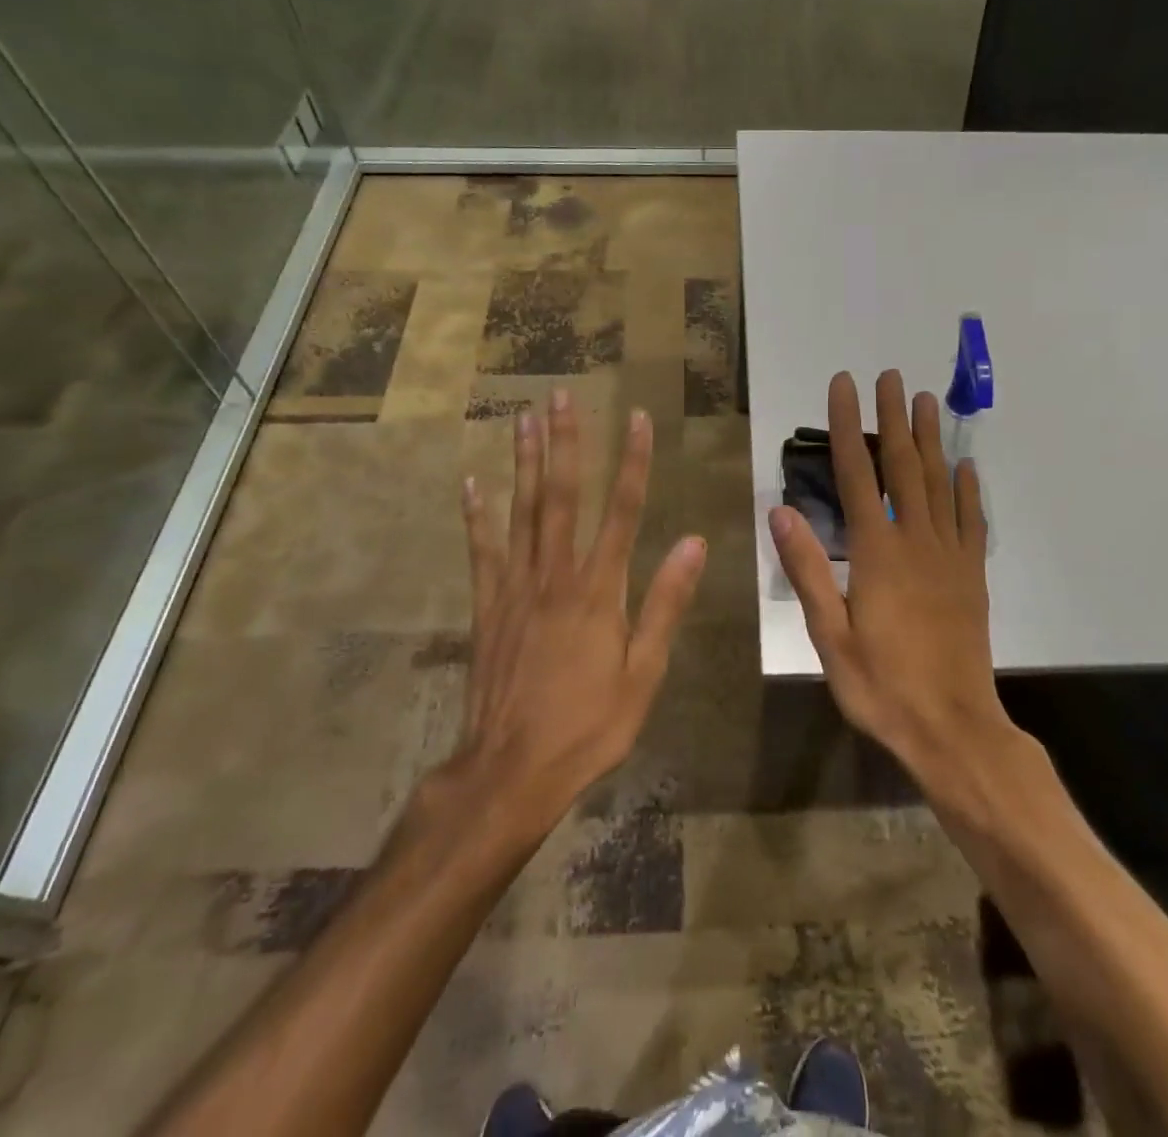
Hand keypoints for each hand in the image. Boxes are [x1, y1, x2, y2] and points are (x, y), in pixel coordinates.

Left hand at [457, 389, 706, 812]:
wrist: (511, 770)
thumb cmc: (589, 725)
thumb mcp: (644, 673)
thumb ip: (666, 603)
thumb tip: (694, 542)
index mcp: (599, 590)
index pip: (623, 511)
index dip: (633, 461)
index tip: (638, 418)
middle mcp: (555, 575)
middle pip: (562, 496)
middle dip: (565, 442)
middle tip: (559, 395)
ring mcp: (515, 587)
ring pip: (521, 511)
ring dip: (524, 461)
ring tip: (522, 418)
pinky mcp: (487, 605)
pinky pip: (481, 549)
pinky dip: (476, 514)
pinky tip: (473, 481)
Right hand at [769, 370, 1011, 777]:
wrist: (953, 728)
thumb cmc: (882, 686)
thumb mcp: (830, 635)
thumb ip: (808, 570)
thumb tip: (781, 511)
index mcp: (878, 553)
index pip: (857, 474)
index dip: (846, 426)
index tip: (843, 385)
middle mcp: (916, 542)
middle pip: (903, 466)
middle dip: (892, 418)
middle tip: (889, 376)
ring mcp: (950, 556)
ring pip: (939, 483)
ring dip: (929, 439)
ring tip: (924, 401)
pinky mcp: (972, 576)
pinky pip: (971, 520)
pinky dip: (967, 489)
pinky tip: (965, 465)